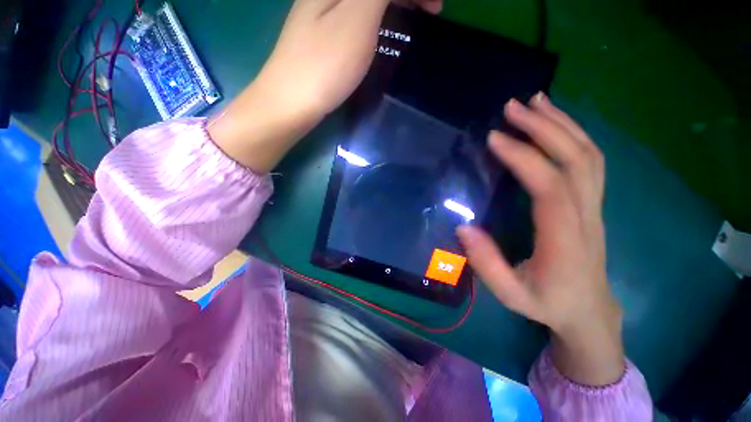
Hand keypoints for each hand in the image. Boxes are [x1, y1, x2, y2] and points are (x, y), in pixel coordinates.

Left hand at [209, 0, 441, 173]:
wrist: (291, 101)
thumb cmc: (325, 64)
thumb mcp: (357, 16)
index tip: (436, 7)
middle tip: (432, 10)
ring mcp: (323, 10)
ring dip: (395, 0)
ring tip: (415, 15)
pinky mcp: (324, 32)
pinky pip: (358, 11)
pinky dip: (379, 13)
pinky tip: (386, 23)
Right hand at [457, 93, 624, 385]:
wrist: (589, 311)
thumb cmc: (547, 303)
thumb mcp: (511, 293)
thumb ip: (486, 263)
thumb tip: (463, 227)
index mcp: (564, 239)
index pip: (550, 187)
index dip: (523, 158)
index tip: (494, 138)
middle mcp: (585, 215)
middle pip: (575, 160)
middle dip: (544, 127)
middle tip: (512, 107)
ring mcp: (594, 206)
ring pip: (588, 154)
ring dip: (562, 123)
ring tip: (536, 101)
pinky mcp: (592, 202)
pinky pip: (590, 161)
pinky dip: (573, 134)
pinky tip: (555, 122)